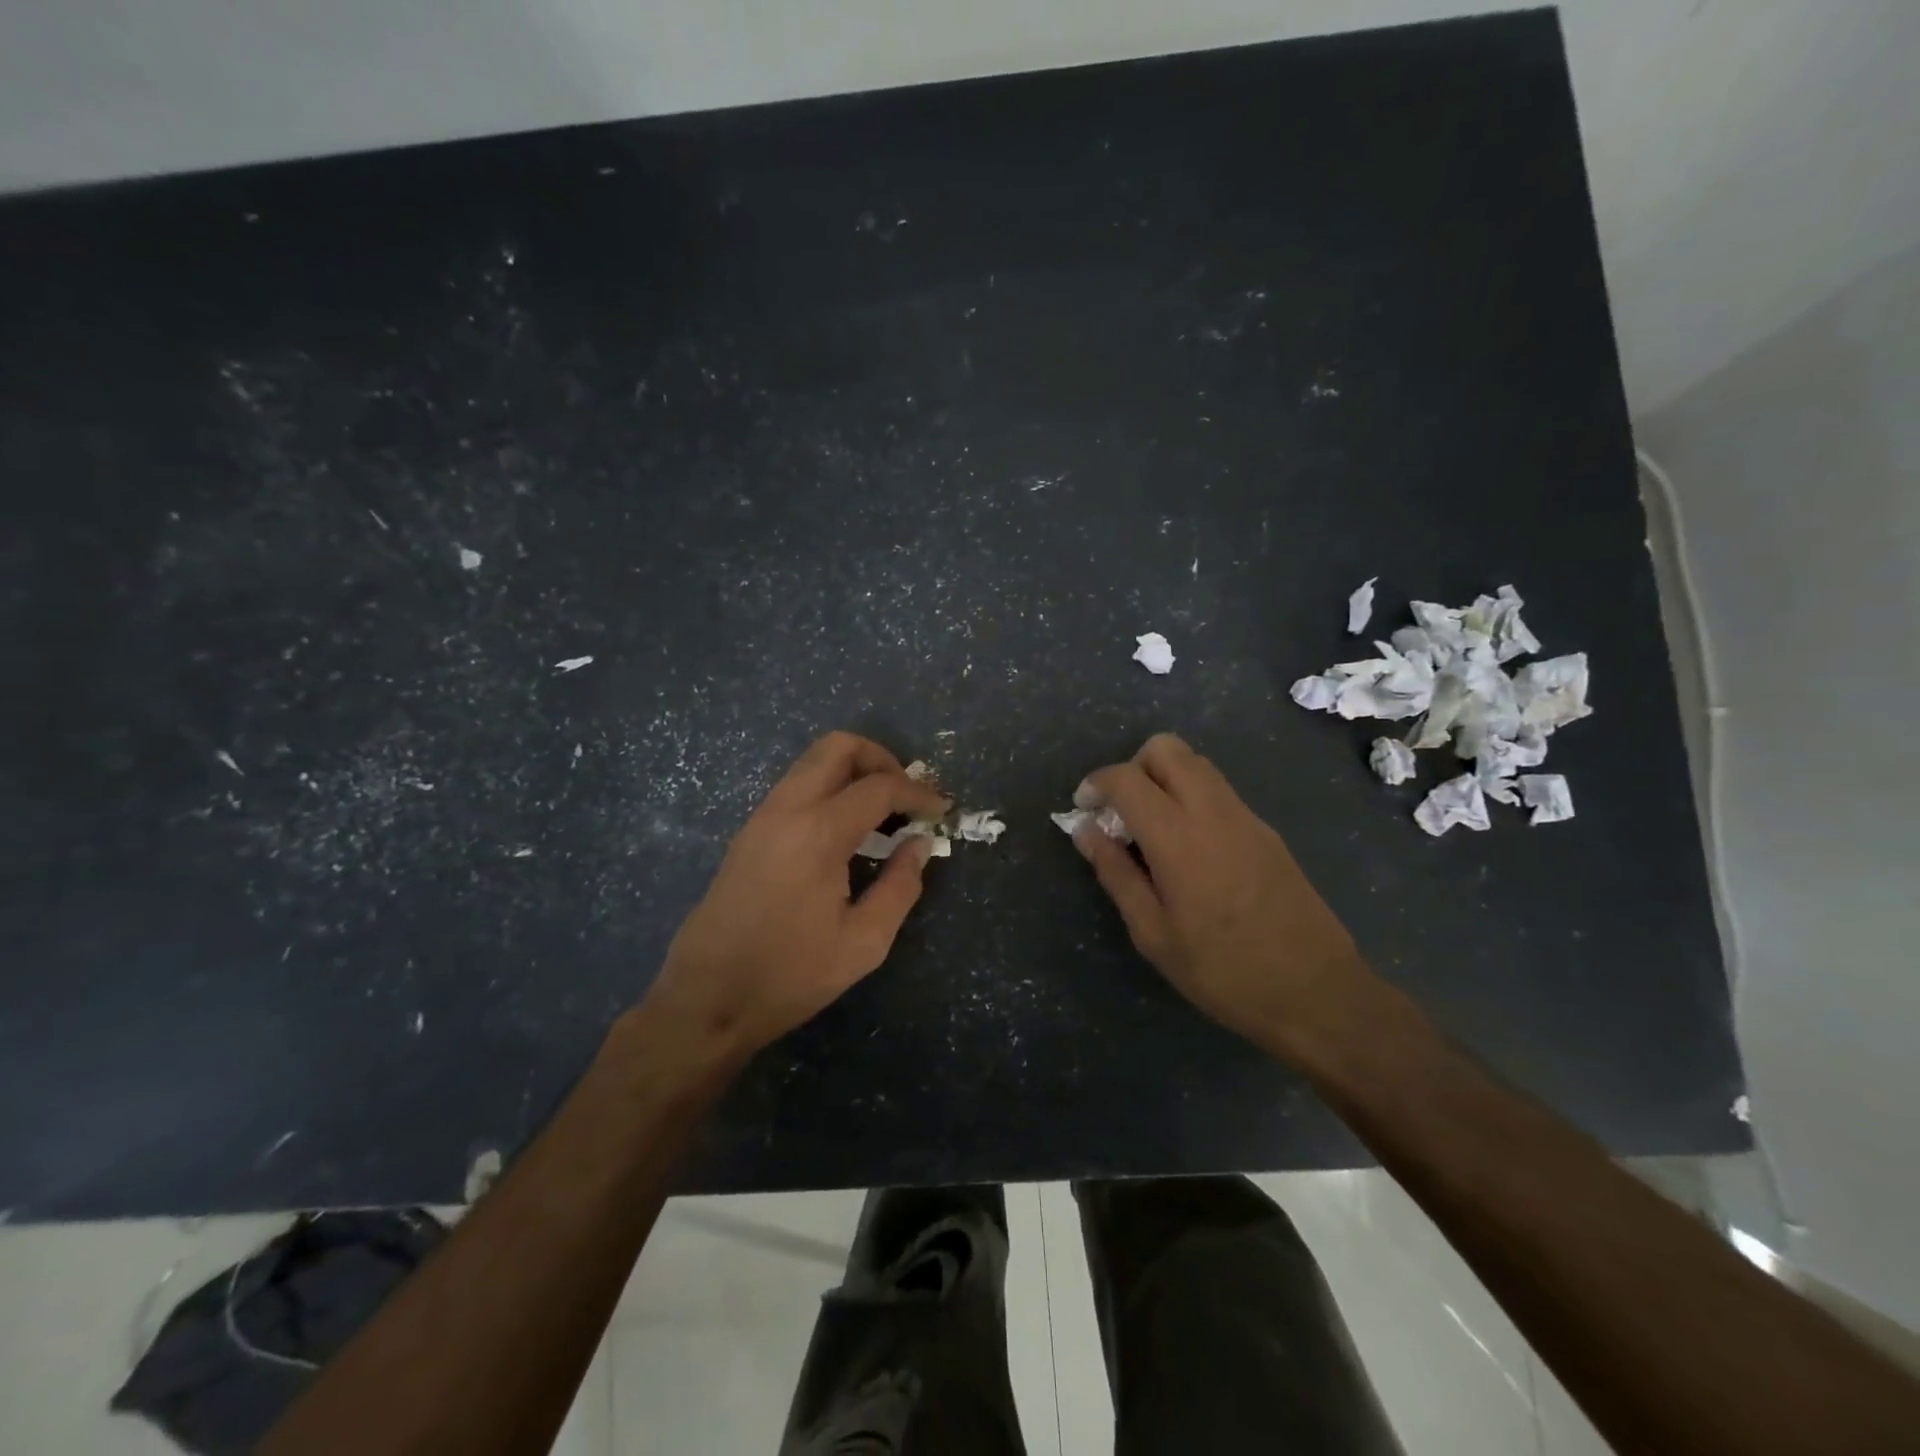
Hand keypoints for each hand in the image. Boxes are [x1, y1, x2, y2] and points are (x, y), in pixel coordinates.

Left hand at [634, 732, 948, 1072]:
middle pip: (838, 746)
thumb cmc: (790, 975)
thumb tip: (919, 844)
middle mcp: (787, 809)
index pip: (880, 786)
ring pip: (813, 762)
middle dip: (882, 759)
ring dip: (853, 772)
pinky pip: (796, 786)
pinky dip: (829, 789)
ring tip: (882, 814)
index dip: (919, 793)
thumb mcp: (863, 942)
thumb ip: (901, 886)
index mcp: (818, 832)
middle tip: (906, 797)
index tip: (941, 811)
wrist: (706, 999)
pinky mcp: (749, 832)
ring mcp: (762, 816)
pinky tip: (847, 832)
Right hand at [1072, 733, 1375, 1057]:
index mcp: (1177, 837)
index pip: (1126, 778)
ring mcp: (1245, 816)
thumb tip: (1086, 830)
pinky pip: (1219, 790)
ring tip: (1152, 828)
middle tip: (1121, 811)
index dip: (1096, 783)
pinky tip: (1189, 847)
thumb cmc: (1223, 971)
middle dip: (1133, 766)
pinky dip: (1191, 796)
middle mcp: (1212, 810)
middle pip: (1166, 748)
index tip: (1084, 808)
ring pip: (1196, 763)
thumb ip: (1116, 873)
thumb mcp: (1153, 933)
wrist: (1316, 992)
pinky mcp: (1266, 830)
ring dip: (1164, 777)